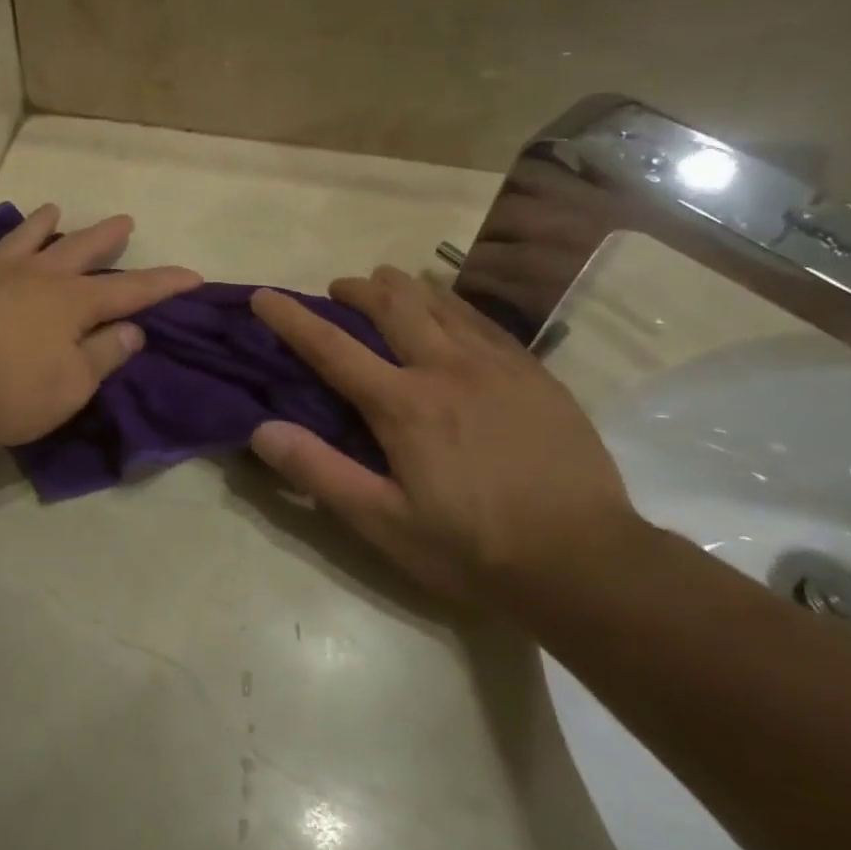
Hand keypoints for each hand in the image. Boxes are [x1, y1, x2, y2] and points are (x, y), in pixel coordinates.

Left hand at [0, 205, 200, 446]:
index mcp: (70, 303)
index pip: (129, 289)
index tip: (193, 276)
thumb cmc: (7, 391)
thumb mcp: (72, 386)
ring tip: (53, 209)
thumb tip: (133, 329)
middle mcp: (33, 277)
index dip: (163, 284)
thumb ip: (104, 355)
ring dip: (39, 225)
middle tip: (124, 220)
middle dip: (105, 237)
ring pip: (20, 241)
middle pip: (77, 250)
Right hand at [249, 266, 636, 600]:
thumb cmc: (473, 549)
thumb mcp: (384, 523)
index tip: (264, 296)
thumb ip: (319, 472)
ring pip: (441, 302)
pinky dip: (452, 306)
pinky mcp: (534, 374)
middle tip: (339, 289)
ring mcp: (497, 365)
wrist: (588, 562)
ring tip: (386, 286)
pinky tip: (449, 313)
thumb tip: (262, 429)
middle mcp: (447, 368)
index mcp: (404, 404)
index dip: (291, 318)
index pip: (331, 347)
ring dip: (404, 288)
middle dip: (357, 289)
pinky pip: (483, 321)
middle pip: (392, 305)